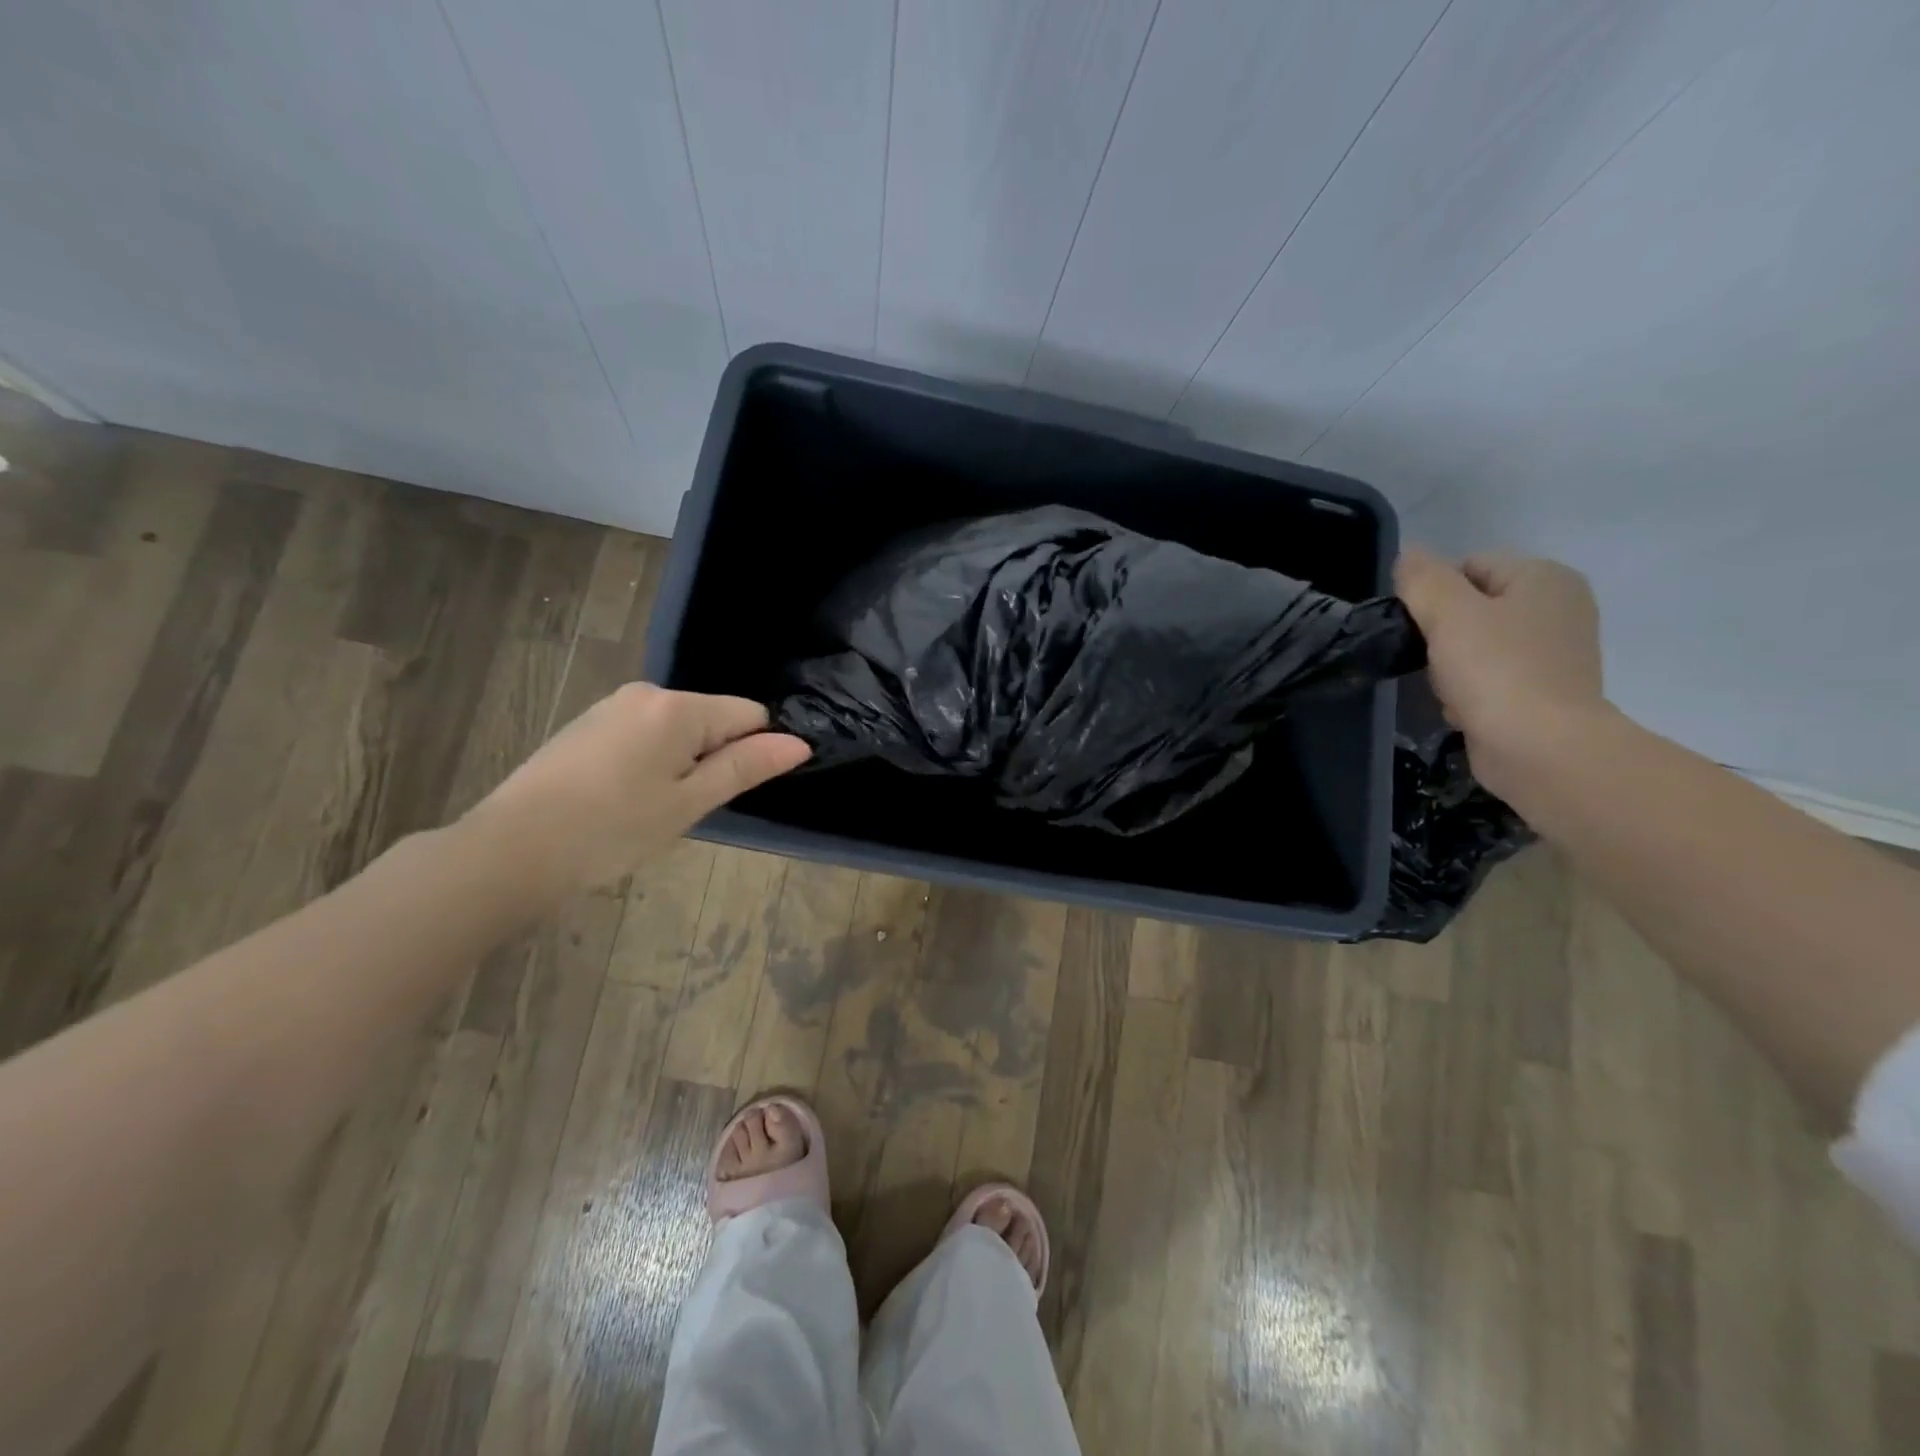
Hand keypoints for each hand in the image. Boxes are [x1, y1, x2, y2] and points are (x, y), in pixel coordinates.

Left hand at [460, 683, 810, 897]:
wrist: (510, 851)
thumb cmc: (612, 829)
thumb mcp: (689, 803)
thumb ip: (745, 767)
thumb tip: (799, 743)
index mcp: (677, 707)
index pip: (749, 714)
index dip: (754, 751)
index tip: (729, 792)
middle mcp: (646, 693)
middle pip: (711, 719)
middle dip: (712, 759)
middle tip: (684, 809)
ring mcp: (611, 707)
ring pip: (676, 730)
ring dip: (680, 764)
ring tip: (648, 810)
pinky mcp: (586, 726)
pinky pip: (643, 736)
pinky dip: (649, 763)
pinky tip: (621, 800)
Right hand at [1394, 547, 1605, 796]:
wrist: (1539, 748)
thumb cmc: (1495, 670)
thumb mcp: (1448, 613)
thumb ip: (1423, 579)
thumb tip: (1409, 555)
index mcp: (1545, 578)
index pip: (1471, 565)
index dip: (1436, 592)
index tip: (1422, 625)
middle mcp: (1560, 608)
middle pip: (1474, 607)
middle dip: (1444, 632)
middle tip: (1433, 659)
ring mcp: (1557, 653)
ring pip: (1478, 646)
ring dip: (1452, 665)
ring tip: (1449, 689)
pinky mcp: (1546, 692)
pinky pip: (1491, 680)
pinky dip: (1471, 692)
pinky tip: (1464, 709)